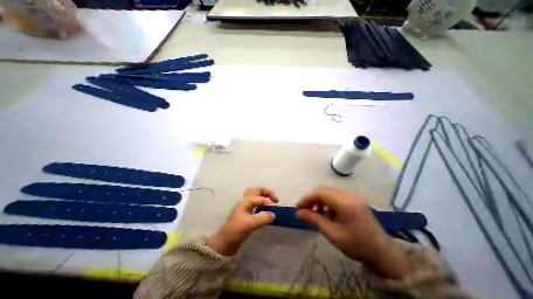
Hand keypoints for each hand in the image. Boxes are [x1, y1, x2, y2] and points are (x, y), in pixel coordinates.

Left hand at [208, 187, 278, 254]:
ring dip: (265, 196)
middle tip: (276, 200)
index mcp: (246, 201)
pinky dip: (262, 203)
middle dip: (267, 192)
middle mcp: (246, 201)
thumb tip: (274, 214)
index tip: (275, 212)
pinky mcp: (247, 214)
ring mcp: (246, 207)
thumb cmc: (236, 231)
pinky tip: (265, 210)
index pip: (261, 198)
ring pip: (256, 196)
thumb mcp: (250, 224)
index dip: (269, 204)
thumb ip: (263, 217)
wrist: (225, 243)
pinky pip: (256, 204)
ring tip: (272, 202)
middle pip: (258, 190)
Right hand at [296, 188, 411, 278]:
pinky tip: (325, 212)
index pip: (320, 193)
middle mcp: (348, 195)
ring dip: (319, 199)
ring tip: (313, 211)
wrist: (382, 253)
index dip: (306, 198)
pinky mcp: (354, 200)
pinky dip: (327, 201)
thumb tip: (298, 213)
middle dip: (311, 198)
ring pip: (329, 192)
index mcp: (344, 202)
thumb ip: (314, 219)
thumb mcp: (332, 233)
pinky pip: (336, 196)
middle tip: (303, 209)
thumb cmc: (356, 244)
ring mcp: (353, 196)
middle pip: (324, 190)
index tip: (297, 207)